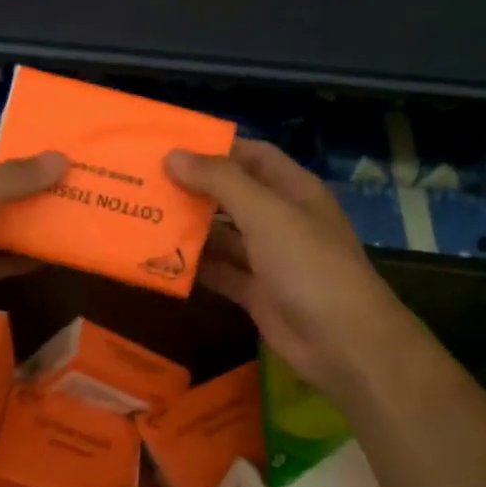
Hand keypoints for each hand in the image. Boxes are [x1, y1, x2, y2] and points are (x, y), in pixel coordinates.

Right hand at [166, 140, 404, 401]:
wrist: (342, 341)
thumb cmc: (308, 265)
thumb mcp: (265, 214)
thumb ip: (220, 181)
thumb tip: (172, 156)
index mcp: (293, 191)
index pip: (252, 156)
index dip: (216, 148)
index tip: (170, 145)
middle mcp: (281, 220)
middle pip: (232, 196)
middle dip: (193, 188)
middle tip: (144, 182)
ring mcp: (269, 258)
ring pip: (223, 235)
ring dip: (189, 228)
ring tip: (144, 216)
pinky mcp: (256, 292)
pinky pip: (220, 272)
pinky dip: (194, 266)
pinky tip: (160, 259)